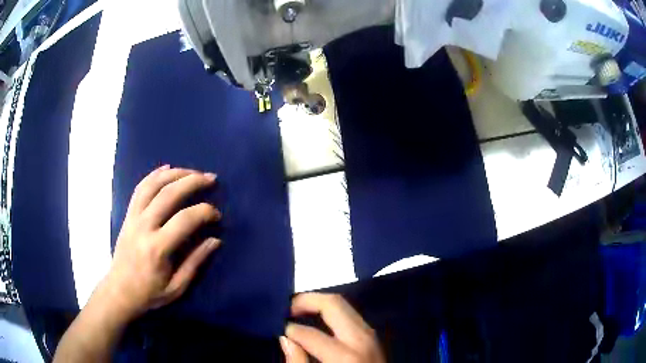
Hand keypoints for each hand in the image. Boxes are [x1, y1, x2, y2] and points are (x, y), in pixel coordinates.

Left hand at [100, 165, 221, 319]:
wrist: (120, 291)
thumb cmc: (149, 293)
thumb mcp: (177, 287)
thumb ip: (195, 262)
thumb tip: (215, 240)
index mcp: (157, 248)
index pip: (185, 220)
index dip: (205, 212)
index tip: (217, 216)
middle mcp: (144, 226)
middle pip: (168, 194)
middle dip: (193, 181)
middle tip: (211, 179)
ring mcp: (133, 217)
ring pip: (153, 185)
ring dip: (175, 173)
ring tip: (192, 172)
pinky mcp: (128, 215)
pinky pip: (140, 188)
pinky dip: (154, 175)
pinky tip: (167, 169)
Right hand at [280, 293, 384, 362]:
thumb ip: (298, 362)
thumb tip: (286, 338)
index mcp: (346, 357)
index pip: (311, 334)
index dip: (290, 329)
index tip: (278, 328)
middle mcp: (362, 340)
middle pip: (334, 305)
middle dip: (307, 300)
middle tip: (286, 307)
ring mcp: (371, 336)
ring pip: (345, 306)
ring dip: (320, 304)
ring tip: (299, 310)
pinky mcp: (373, 337)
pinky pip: (351, 315)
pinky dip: (332, 312)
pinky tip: (319, 319)